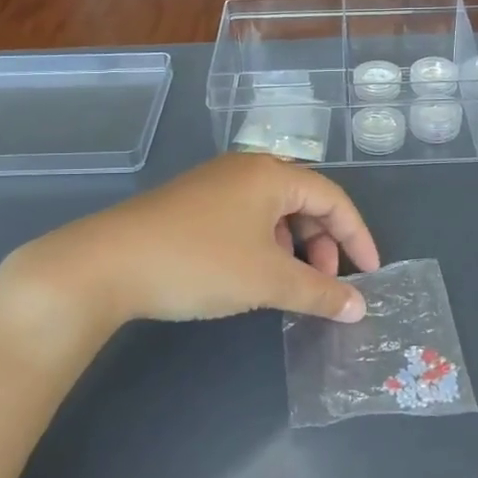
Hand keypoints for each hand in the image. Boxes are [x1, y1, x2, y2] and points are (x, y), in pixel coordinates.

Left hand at [0, 154, 381, 334]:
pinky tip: (253, 276)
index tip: (371, 274)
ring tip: (288, 286)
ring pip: (273, 214)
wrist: (106, 264)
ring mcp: (215, 185)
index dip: (358, 236)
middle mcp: (246, 169)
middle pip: (304, 203)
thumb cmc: (200, 262)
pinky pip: (245, 220)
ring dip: (292, 249)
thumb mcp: (267, 280)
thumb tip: (359, 307)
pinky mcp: (190, 205)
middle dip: (323, 245)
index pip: (333, 199)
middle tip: (323, 284)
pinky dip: (263, 247)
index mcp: (272, 174)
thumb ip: (319, 292)